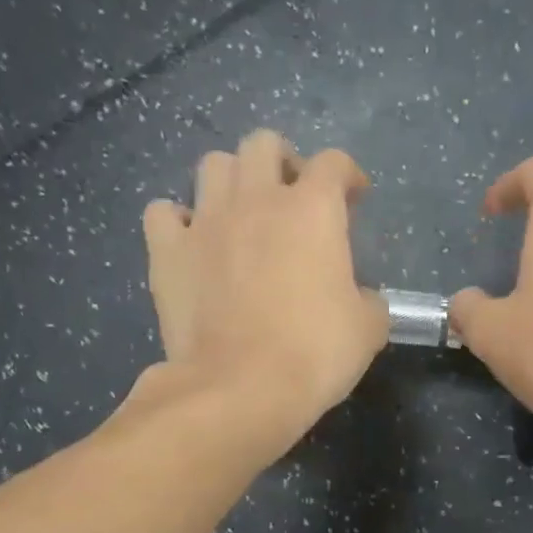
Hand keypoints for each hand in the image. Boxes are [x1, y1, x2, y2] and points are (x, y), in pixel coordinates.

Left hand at [141, 131, 387, 445]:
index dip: (347, 175)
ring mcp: (205, 222)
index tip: (354, 198)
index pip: (333, 163)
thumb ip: (368, 300)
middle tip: (292, 198)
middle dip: (282, 162)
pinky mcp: (167, 252)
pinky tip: (191, 242)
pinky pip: (163, 213)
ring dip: (231, 181)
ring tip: (241, 214)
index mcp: (312, 210)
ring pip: (212, 166)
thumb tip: (359, 298)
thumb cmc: (314, 354)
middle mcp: (256, 200)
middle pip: (263, 144)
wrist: (241, 387)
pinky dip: (177, 221)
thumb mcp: (368, 330)